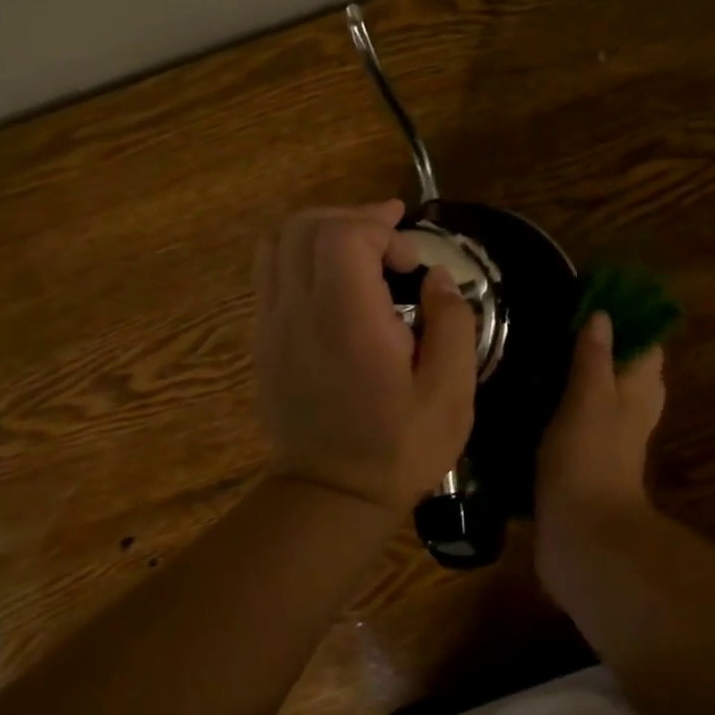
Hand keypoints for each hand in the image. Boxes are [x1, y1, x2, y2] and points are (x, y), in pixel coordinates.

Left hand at [253, 202, 477, 512]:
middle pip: (304, 226)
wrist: (331, 497)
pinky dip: (301, 255)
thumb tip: (436, 277)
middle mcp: (298, 313)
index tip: (411, 259)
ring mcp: (271, 325)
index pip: (342, 235)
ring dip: (322, 229)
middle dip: (352, 217)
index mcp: (346, 322)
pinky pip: (269, 272)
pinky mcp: (262, 340)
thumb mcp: (451, 391)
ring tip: (361, 245)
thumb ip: (452, 321)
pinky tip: (335, 278)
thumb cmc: (400, 447)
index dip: (380, 228)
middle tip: (391, 233)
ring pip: (278, 242)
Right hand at [535, 311, 665, 530]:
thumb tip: (604, 315)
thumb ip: (594, 357)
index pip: (645, 343)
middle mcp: (630, 410)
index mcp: (639, 390)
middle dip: (598, 344)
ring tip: (540, 349)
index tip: (591, 297)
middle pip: (623, 367)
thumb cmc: (589, 458)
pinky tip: (531, 394)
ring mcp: (609, 437)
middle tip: (559, 322)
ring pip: (599, 393)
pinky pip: (577, 419)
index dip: (625, 318)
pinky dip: (561, 404)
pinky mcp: (584, 459)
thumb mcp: (589, 398)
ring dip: (576, 373)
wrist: (581, 537)